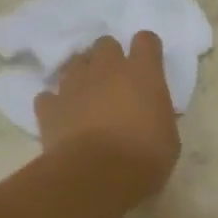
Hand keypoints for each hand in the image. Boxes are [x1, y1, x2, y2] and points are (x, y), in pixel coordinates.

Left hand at [35, 32, 180, 207]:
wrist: (96, 175)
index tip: (149, 64)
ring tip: (89, 96)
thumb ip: (159, 115)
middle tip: (117, 81)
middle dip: (111, 57)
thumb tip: (151, 114)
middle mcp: (106, 69)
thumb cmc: (144, 158)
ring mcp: (73, 85)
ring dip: (83, 75)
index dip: (147, 50)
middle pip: (105, 44)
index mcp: (143, 74)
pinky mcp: (49, 106)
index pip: (146, 41)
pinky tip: (64, 117)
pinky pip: (50, 96)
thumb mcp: (169, 138)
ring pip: (75, 63)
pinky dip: (57, 103)